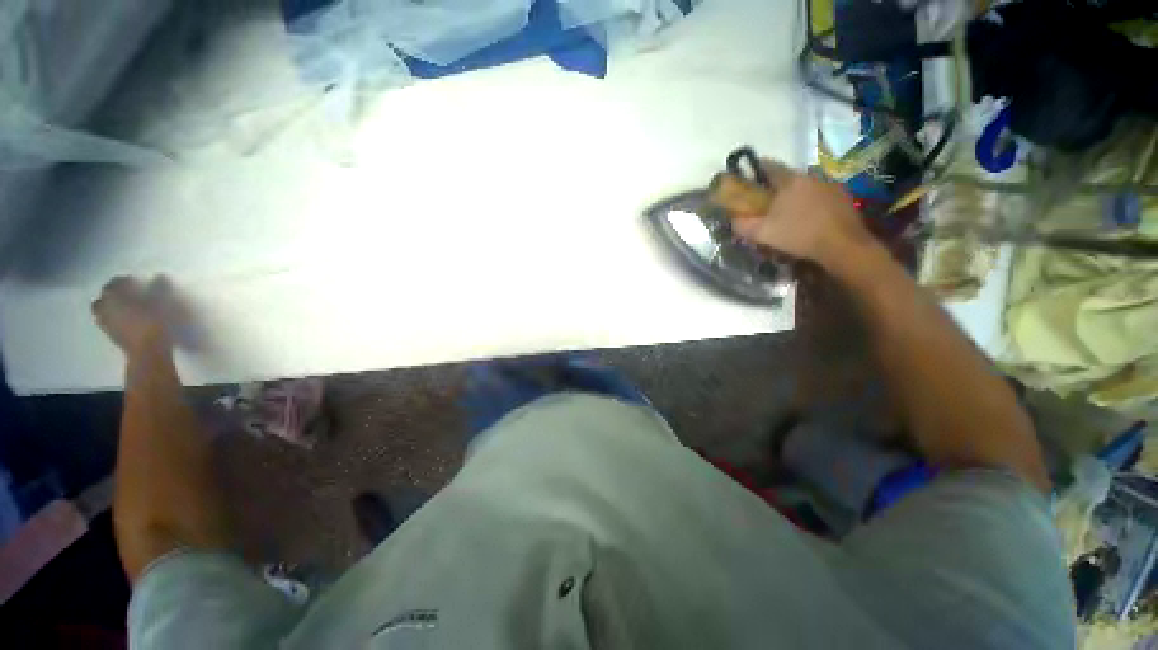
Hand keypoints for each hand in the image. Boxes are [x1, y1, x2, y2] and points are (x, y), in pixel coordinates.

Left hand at [93, 276, 171, 356]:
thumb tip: (161, 276)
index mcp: (114, 296)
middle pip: (104, 296)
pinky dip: (113, 318)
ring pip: (102, 310)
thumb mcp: (162, 302)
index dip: (126, 281)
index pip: (115, 282)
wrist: (148, 351)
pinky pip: (107, 322)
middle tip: (127, 294)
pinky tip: (125, 320)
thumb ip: (160, 288)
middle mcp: (104, 307)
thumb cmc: (153, 322)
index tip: (137, 282)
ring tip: (124, 307)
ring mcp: (105, 322)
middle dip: (113, 294)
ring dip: (110, 306)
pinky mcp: (111, 335)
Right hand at [732, 169, 874, 270]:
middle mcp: (810, 176)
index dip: (754, 171)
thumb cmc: (799, 235)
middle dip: (774, 188)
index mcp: (789, 180)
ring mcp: (829, 184)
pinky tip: (808, 219)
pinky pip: (819, 195)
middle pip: (787, 177)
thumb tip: (732, 220)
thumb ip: (743, 225)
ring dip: (794, 195)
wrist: (842, 245)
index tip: (747, 181)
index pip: (768, 166)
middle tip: (765, 203)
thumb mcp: (763, 234)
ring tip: (787, 213)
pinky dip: (810, 203)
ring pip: (804, 186)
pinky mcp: (842, 196)